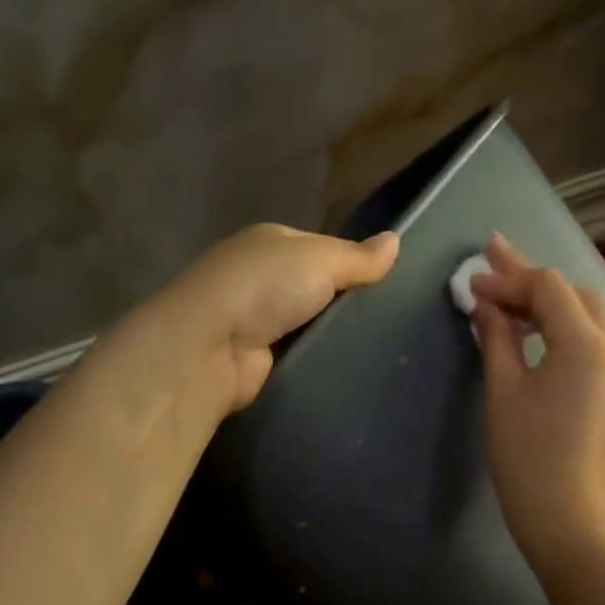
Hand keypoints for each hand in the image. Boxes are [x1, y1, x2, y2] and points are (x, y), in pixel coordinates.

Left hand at [162, 223, 398, 410]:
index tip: (386, 282)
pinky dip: (313, 355)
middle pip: (313, 284)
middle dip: (341, 299)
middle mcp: (257, 275)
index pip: (321, 247)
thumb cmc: (264, 287)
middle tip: (386, 316)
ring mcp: (251, 316)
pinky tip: (343, 363)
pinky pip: (295, 350)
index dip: (352, 261)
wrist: (207, 347)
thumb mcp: (321, 260)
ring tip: (375, 344)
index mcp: (270, 241)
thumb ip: (359, 256)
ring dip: (328, 330)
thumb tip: (396, 241)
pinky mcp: (253, 355)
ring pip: (306, 320)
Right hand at [470, 235, 604, 569]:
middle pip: (574, 294)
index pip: (549, 288)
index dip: (508, 278)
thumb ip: (497, 336)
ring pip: (588, 314)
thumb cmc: (527, 454)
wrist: (566, 517)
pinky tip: (534, 330)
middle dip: (532, 278)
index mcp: (585, 345)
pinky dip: (564, 325)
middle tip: (492, 262)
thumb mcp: (503, 388)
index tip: (472, 283)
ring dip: (550, 300)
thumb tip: (485, 304)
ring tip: (508, 295)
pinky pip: (593, 340)